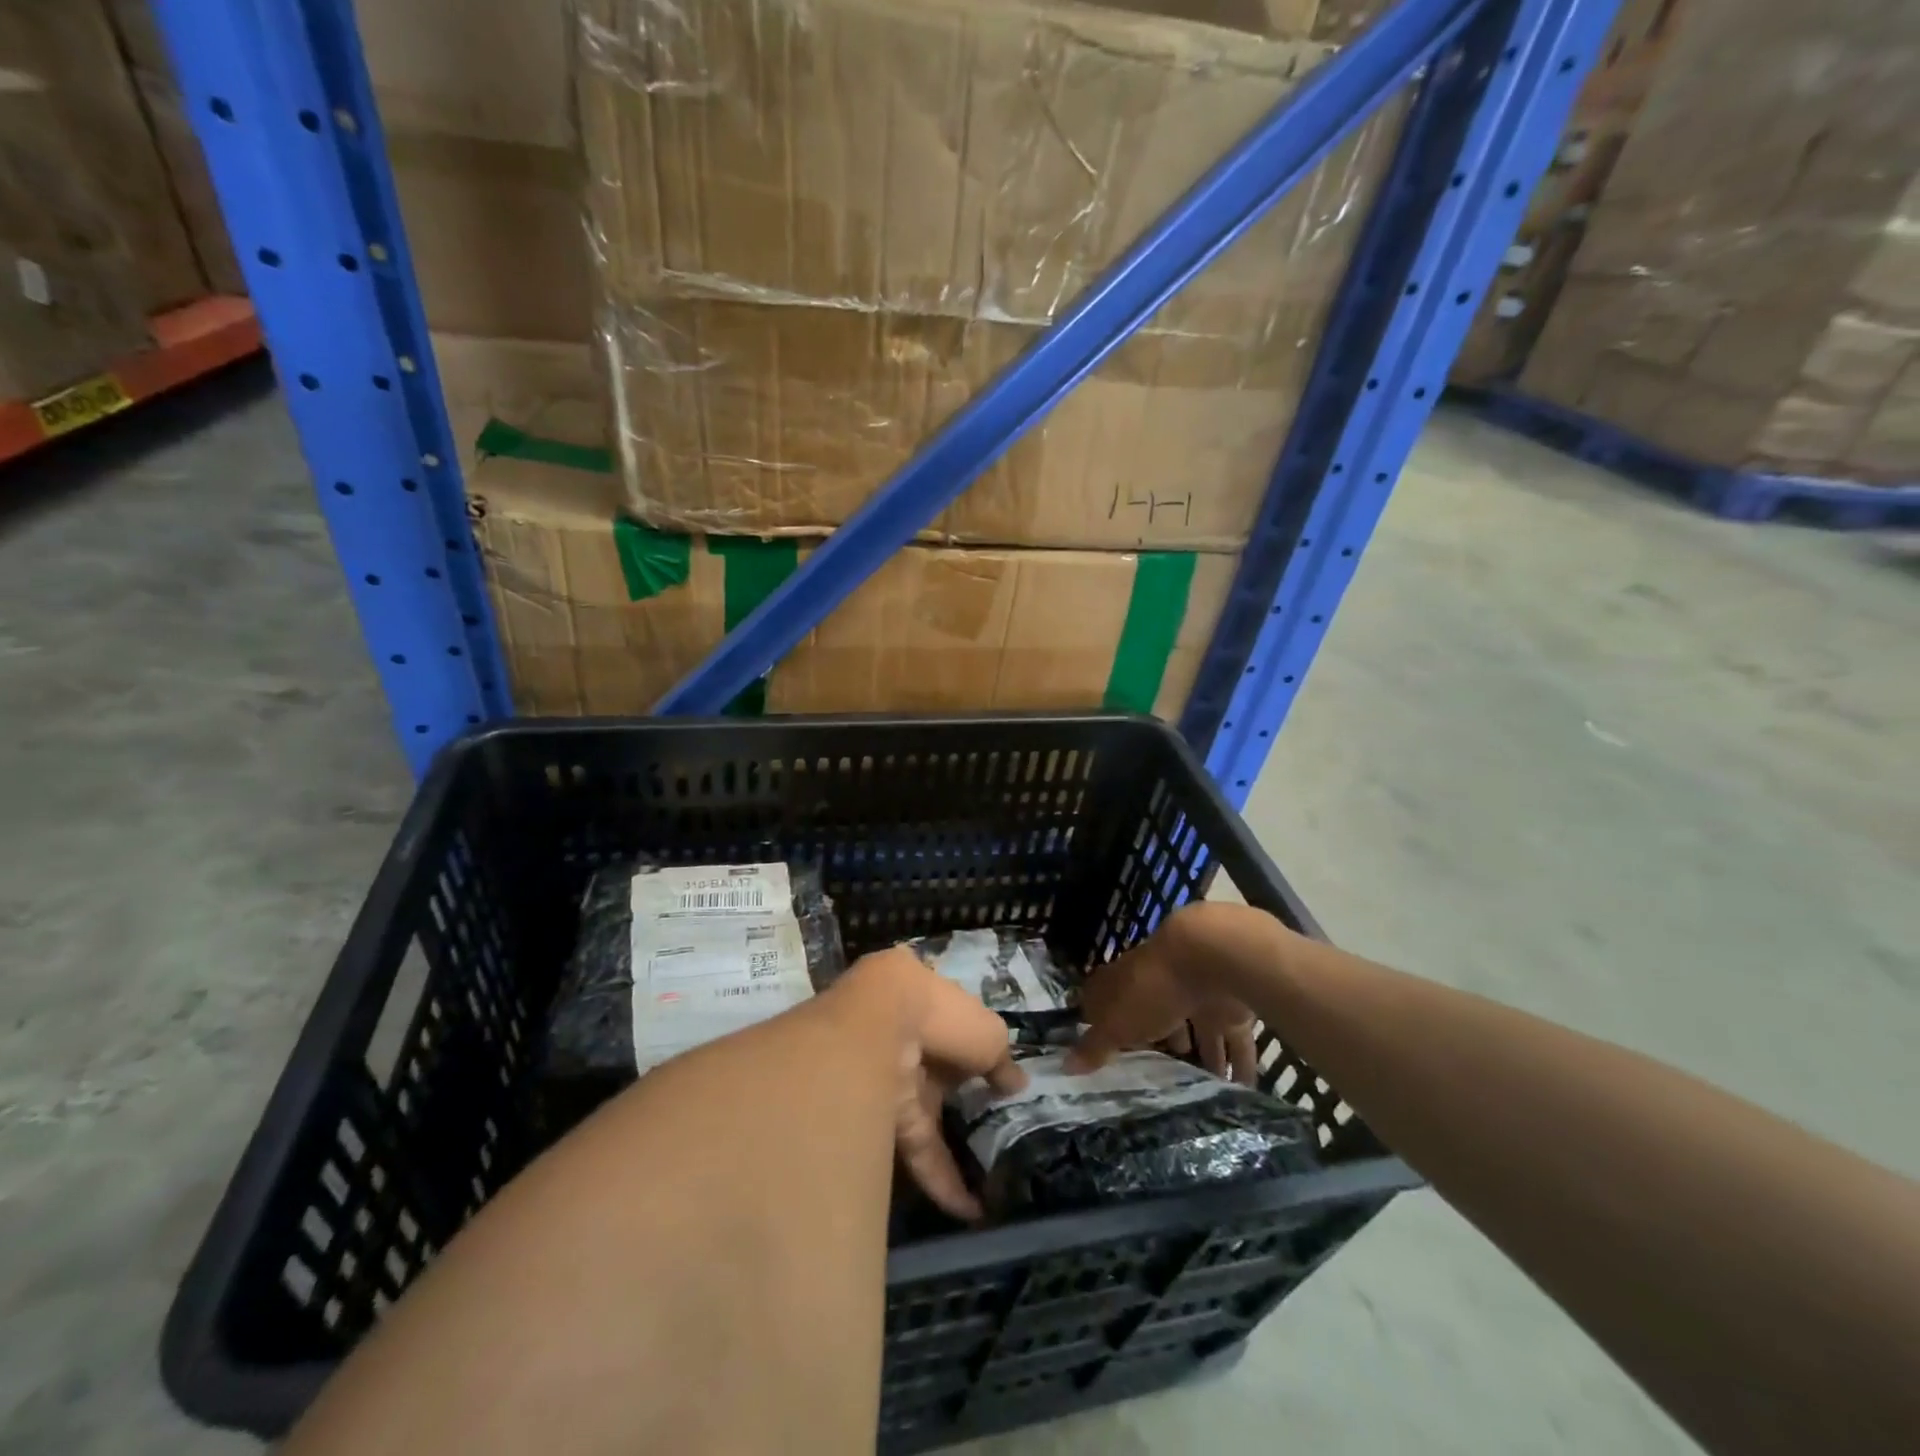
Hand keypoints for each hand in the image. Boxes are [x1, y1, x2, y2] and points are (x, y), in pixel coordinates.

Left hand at [832, 948, 1026, 1221]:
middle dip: (961, 1102)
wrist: (879, 1029)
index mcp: (934, 1010)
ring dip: (955, 1151)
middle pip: (940, 1077)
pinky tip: (970, 1211)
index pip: (957, 1032)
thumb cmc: (943, 1016)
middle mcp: (911, 1045)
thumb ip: (1002, 1060)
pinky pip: (919, 1152)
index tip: (999, 1080)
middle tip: (996, 1135)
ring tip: (990, 1183)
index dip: (977, 1053)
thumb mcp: (988, 1034)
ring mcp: (895, 1082)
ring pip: (929, 1120)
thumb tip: (1018, 1082)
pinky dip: (943, 1180)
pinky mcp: (885, 1121)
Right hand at [1068, 906, 1261, 1084]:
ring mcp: (1197, 993)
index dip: (1107, 1023)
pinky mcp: (1230, 1006)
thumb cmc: (1152, 989)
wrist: (1210, 956)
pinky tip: (1241, 1091)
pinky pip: (1234, 1041)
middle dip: (1161, 1045)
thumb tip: (1065, 1065)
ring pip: (1199, 1031)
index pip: (1110, 999)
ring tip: (1202, 1095)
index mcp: (1127, 981)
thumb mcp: (1116, 1022)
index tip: (1106, 1052)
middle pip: (1157, 1016)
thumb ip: (1095, 1045)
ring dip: (1203, 1060)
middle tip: (1159, 1080)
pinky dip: (1238, 1065)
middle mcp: (1160, 984)